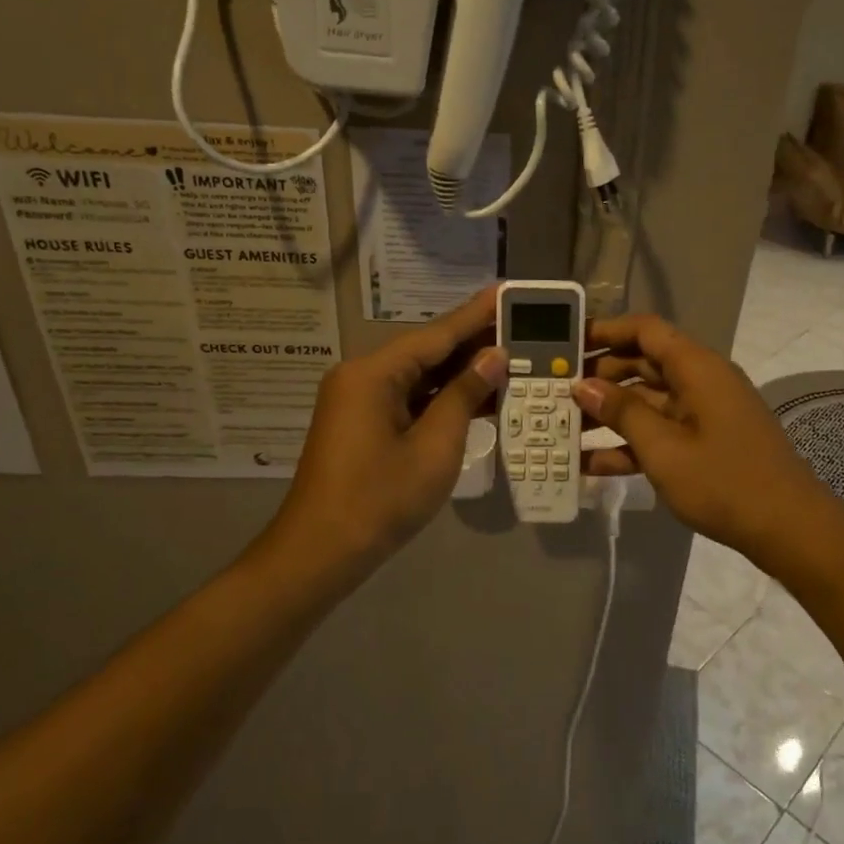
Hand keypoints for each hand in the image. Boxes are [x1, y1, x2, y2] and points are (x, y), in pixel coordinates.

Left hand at [271, 288, 507, 575]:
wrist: (321, 552)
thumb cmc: (381, 499)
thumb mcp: (434, 446)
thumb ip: (464, 394)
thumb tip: (493, 356)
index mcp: (373, 373)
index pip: (437, 333)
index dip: (477, 314)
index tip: (508, 291)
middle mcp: (362, 376)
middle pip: (426, 350)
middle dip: (473, 342)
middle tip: (521, 327)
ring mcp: (359, 400)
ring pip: (419, 375)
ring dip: (460, 371)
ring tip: (510, 356)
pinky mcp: (362, 422)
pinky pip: (408, 397)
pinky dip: (441, 396)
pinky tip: (477, 393)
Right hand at [575, 313, 838, 567]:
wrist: (788, 528)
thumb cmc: (724, 481)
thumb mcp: (663, 448)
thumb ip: (621, 413)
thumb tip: (583, 385)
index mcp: (696, 368)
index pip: (645, 330)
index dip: (605, 331)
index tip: (567, 343)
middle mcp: (701, 381)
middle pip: (643, 365)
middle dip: (599, 377)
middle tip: (555, 391)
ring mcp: (704, 414)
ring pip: (648, 401)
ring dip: (609, 414)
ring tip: (562, 428)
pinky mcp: (706, 443)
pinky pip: (661, 432)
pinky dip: (630, 444)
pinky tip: (589, 465)